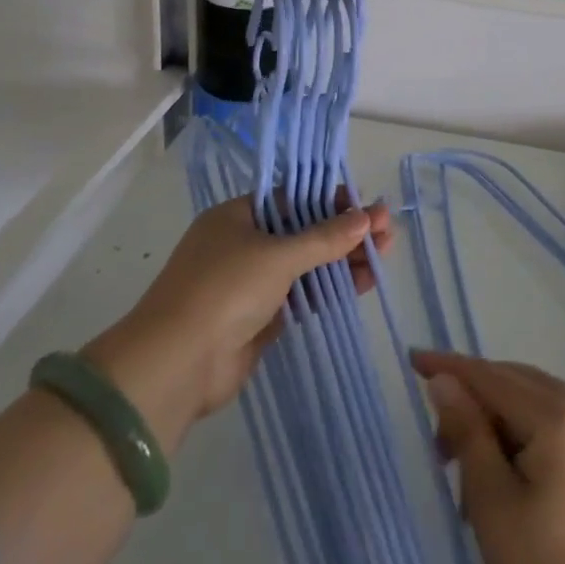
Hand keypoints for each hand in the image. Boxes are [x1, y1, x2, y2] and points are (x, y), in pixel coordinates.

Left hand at [87, 191, 392, 451]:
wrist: (177, 365)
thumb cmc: (225, 289)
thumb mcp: (278, 255)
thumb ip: (325, 237)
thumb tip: (368, 218)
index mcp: (236, 216)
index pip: (292, 198)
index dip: (331, 200)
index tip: (366, 206)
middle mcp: (243, 244)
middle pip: (303, 231)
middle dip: (345, 231)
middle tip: (387, 232)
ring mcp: (251, 283)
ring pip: (306, 265)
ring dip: (343, 260)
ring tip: (385, 256)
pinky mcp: (259, 318)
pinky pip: (302, 295)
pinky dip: (330, 288)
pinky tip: (364, 283)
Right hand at [411, 350, 564, 563]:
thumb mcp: (492, 501)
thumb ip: (467, 432)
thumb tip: (444, 381)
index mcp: (556, 414)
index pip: (491, 376)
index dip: (449, 367)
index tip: (412, 359)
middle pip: (510, 381)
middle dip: (470, 401)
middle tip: (438, 446)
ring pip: (526, 397)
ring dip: (492, 418)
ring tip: (466, 468)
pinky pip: (545, 414)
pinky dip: (516, 429)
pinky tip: (499, 467)